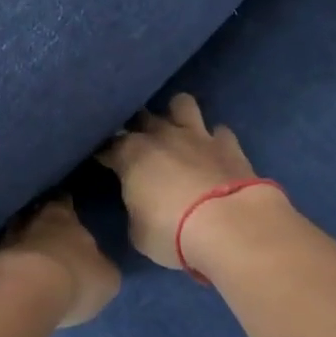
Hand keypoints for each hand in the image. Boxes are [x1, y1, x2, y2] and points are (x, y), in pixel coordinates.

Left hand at [0, 198, 120, 328]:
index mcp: (62, 215)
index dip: (67, 205)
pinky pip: (1, 263)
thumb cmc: (73, 278)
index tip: (69, 209)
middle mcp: (29, 219)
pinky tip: (14, 282)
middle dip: (40, 225)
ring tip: (31, 262)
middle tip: (49, 238)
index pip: (64, 201)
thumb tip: (98, 267)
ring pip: (15, 238)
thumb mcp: (105, 278)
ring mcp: (3, 241)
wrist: (21, 296)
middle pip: (35, 216)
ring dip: (21, 247)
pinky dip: (8, 269)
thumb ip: (101, 267)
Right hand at [98, 94, 274, 270]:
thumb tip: (140, 205)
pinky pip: (219, 130)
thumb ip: (136, 210)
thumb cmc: (173, 232)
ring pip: (182, 103)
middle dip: (137, 127)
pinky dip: (214, 139)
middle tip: (138, 146)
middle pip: (142, 116)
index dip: (105, 153)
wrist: (230, 226)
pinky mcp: (229, 144)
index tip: (104, 162)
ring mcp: (197, 135)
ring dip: (177, 115)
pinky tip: (213, 151)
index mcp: (131, 154)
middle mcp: (161, 135)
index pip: (108, 145)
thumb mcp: (139, 232)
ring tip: (177, 132)